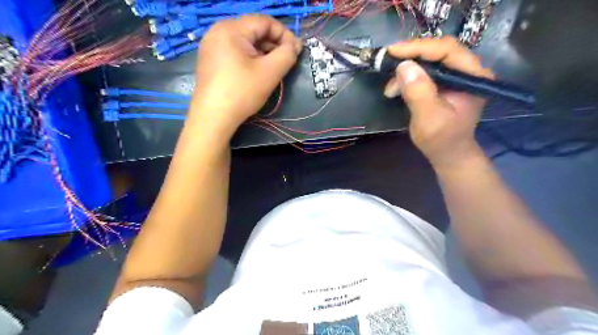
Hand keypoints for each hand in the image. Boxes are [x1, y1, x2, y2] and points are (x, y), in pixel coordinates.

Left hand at [192, 15, 300, 137]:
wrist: (213, 117)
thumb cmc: (242, 93)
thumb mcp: (270, 72)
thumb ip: (287, 54)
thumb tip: (296, 45)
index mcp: (231, 28)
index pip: (265, 22)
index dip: (284, 34)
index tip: (296, 52)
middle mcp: (218, 31)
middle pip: (254, 31)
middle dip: (274, 45)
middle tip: (286, 62)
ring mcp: (212, 46)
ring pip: (245, 42)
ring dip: (263, 53)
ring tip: (273, 69)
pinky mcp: (211, 60)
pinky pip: (236, 52)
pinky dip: (250, 59)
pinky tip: (257, 73)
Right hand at [383, 37, 495, 169]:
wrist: (448, 154)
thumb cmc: (441, 140)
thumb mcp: (428, 118)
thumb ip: (419, 92)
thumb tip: (403, 66)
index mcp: (473, 76)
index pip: (447, 50)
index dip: (419, 48)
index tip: (393, 51)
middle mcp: (468, 71)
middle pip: (438, 51)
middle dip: (411, 58)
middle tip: (388, 65)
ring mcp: (457, 76)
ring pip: (430, 61)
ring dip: (407, 71)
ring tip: (391, 88)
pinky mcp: (445, 83)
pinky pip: (426, 71)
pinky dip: (409, 77)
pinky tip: (397, 88)